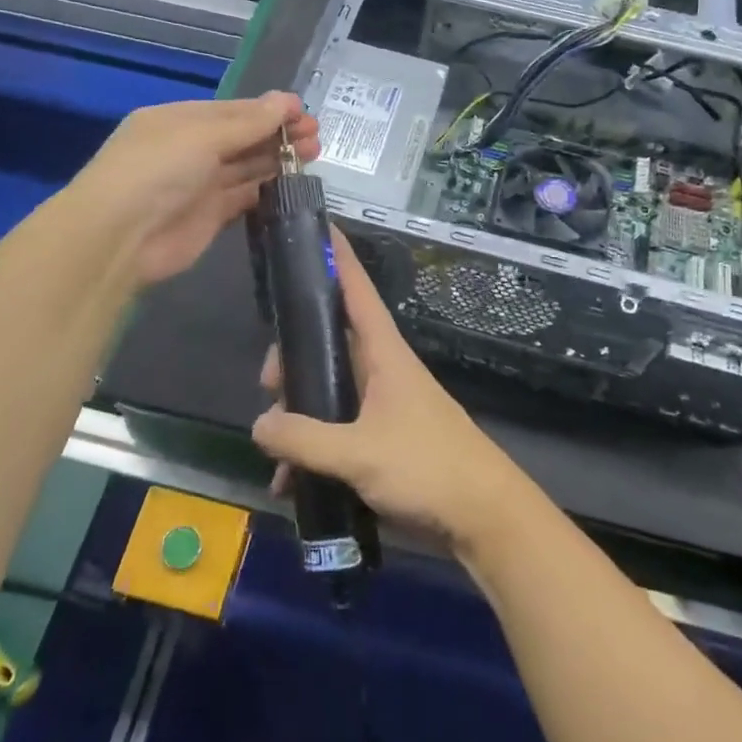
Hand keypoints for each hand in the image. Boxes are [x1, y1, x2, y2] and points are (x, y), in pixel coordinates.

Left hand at [65, 93, 318, 285]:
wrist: (120, 237)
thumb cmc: (156, 170)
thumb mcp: (202, 136)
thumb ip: (248, 123)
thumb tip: (287, 101)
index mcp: (180, 120)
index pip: (233, 110)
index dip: (269, 110)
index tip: (304, 113)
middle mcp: (190, 149)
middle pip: (243, 137)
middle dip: (279, 134)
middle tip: (316, 136)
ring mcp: (200, 184)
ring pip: (247, 166)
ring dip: (278, 159)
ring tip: (314, 154)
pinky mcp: (211, 216)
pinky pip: (245, 197)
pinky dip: (268, 189)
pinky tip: (294, 183)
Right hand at [252, 229, 528, 552]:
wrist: (483, 517)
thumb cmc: (427, 467)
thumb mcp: (359, 453)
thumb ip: (303, 439)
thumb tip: (258, 424)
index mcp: (383, 352)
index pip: (356, 288)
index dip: (337, 256)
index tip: (315, 224)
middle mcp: (380, 369)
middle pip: (328, 340)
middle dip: (292, 356)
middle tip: (269, 386)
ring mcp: (382, 404)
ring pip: (328, 388)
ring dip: (298, 412)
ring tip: (275, 450)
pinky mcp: (382, 438)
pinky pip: (336, 430)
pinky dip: (311, 449)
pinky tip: (289, 483)